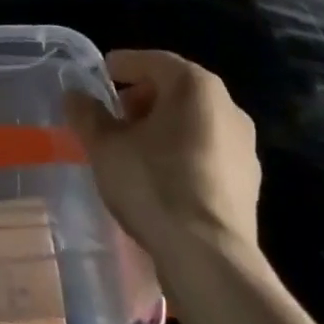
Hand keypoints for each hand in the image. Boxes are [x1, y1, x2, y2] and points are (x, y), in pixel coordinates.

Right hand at [64, 49, 261, 265]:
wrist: (211, 263)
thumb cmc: (155, 186)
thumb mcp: (106, 146)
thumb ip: (87, 114)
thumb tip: (75, 95)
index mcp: (195, 85)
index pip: (151, 60)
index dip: (122, 66)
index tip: (99, 77)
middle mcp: (227, 106)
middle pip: (175, 90)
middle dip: (142, 99)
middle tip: (114, 117)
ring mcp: (244, 148)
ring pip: (193, 123)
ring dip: (162, 129)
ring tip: (133, 151)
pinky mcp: (249, 186)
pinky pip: (207, 155)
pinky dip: (182, 156)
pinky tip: (160, 181)